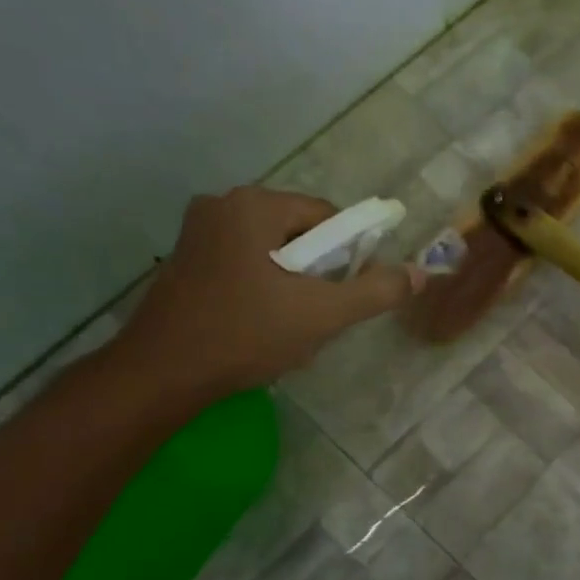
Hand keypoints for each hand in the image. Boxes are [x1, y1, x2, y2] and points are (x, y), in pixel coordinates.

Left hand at [111, 187, 418, 405]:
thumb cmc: (244, 334)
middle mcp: (222, 205)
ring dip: (292, 285)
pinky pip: (245, 264)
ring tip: (288, 326)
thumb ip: (376, 291)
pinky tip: (259, 325)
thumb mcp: (322, 314)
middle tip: (316, 316)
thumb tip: (418, 274)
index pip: (327, 217)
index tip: (344, 295)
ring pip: (273, 252)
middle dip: (317, 274)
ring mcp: (197, 232)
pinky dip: (263, 289)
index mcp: (254, 205)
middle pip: (300, 234)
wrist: (160, 375)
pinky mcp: (185, 261)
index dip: (348, 255)